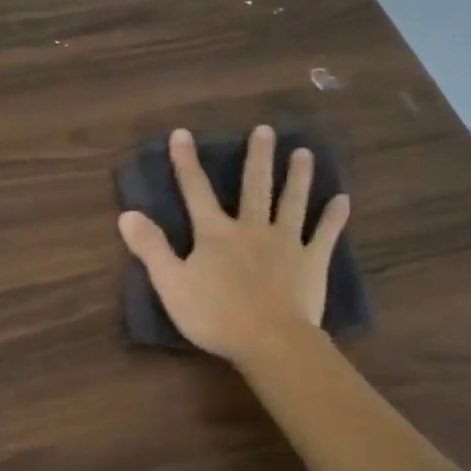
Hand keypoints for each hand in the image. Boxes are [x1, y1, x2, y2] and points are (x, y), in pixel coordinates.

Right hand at [118, 125, 350, 364]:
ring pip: (292, 201)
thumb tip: (127, 214)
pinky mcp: (311, 262)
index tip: (182, 133)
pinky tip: (343, 200)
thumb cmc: (215, 316)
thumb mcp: (171, 284)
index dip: (186, 162)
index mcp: (215, 234)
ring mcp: (285, 242)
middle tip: (265, 130)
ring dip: (298, 176)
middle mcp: (251, 228)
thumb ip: (151, 248)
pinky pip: (324, 234)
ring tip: (304, 152)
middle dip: (258, 156)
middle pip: (254, 186)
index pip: (196, 191)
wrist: (269, 340)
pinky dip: (334, 217)